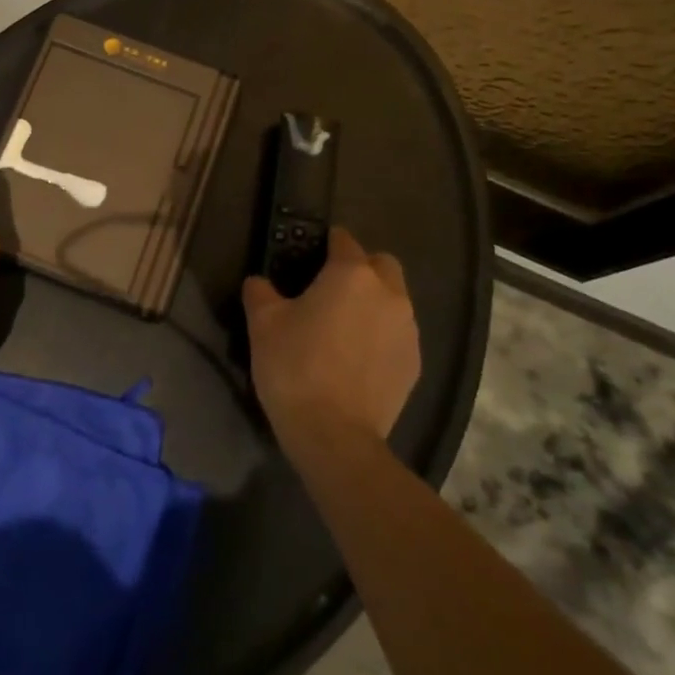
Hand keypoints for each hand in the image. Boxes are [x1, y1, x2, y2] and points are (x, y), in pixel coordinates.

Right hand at [242, 227, 420, 450]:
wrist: (334, 434)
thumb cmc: (294, 367)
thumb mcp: (262, 323)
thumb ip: (260, 291)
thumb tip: (259, 282)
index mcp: (351, 275)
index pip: (343, 240)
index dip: (326, 244)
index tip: (309, 257)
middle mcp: (388, 294)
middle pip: (381, 264)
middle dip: (360, 268)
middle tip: (330, 290)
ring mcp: (408, 330)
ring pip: (394, 300)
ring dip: (373, 303)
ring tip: (343, 328)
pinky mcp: (414, 362)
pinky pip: (398, 334)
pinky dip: (381, 335)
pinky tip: (357, 358)